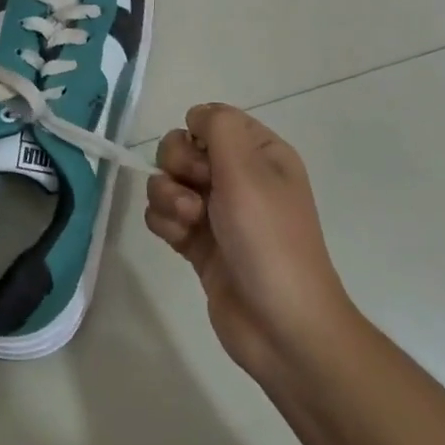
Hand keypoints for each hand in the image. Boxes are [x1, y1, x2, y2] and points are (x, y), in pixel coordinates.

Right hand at [145, 103, 354, 387]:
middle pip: (182, 147)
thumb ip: (218, 126)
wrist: (282, 328)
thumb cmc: (269, 240)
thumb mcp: (248, 170)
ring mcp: (216, 211)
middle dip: (178, 167)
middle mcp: (238, 177)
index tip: (207, 162)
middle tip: (198, 196)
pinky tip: (180, 241)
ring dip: (168, 197)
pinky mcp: (197, 242)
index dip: (198, 135)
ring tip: (189, 222)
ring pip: (167, 180)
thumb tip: (197, 116)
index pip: (211, 120)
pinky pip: (163, 214)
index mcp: (260, 154)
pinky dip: (165, 222)